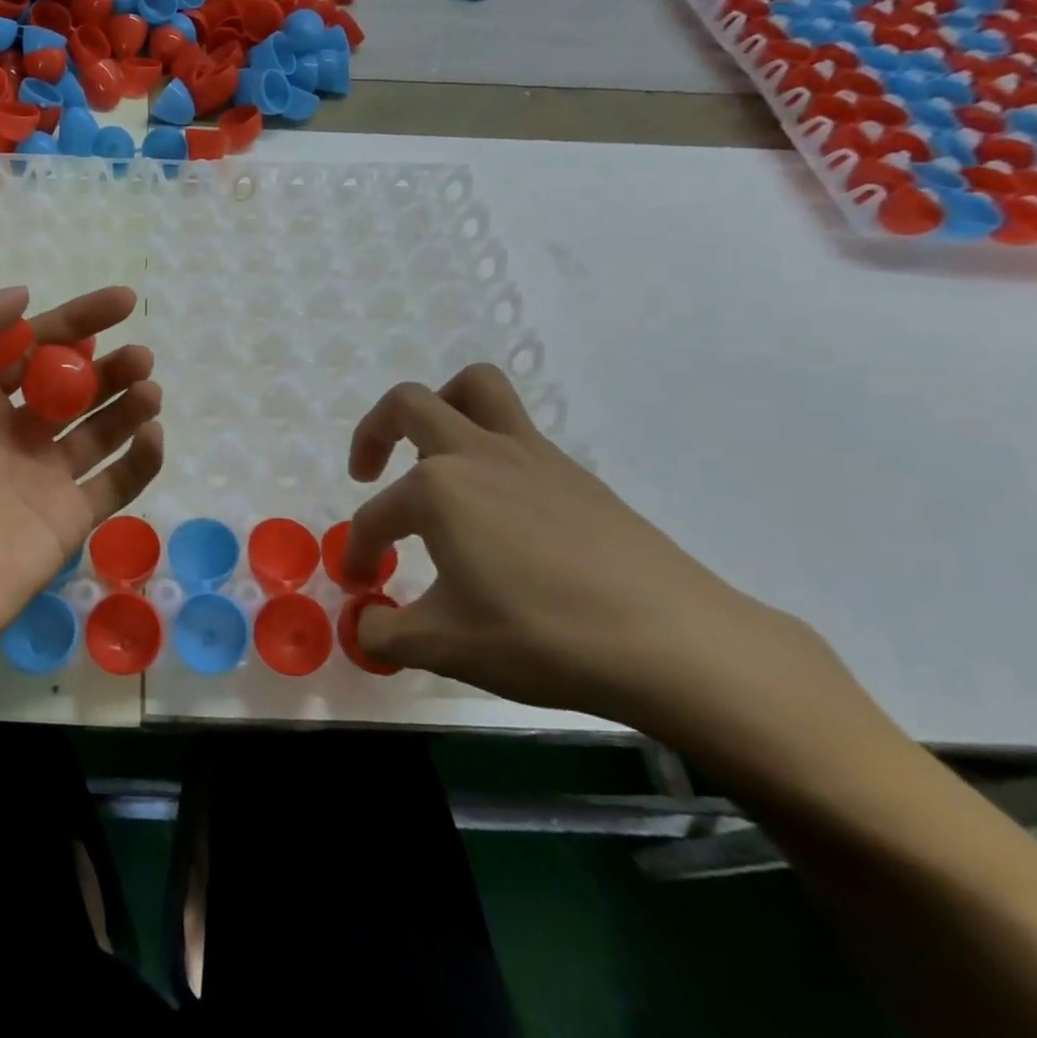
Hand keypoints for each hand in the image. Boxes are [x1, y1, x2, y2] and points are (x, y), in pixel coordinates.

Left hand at [0, 285, 162, 686]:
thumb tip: (21, 295)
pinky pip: (116, 481)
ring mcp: (42, 477)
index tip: (122, 299)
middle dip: (108, 362)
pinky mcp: (68, 519)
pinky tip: (150, 433)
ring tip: (149, 386)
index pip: (31, 345)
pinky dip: (141, 458)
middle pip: (72, 383)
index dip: (75, 319)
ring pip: (99, 427)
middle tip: (140, 353)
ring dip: (128, 401)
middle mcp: (9, 432)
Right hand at [343, 364, 812, 729]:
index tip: (362, 587)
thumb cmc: (544, 638)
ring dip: (440, 408)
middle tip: (367, 472)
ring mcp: (531, 455)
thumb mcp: (447, 647)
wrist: (676, 644)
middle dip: (373, 432)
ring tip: (432, 456)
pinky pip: (517, 431)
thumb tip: (365, 627)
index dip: (360, 551)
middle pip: (409, 405)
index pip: (376, 515)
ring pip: (476, 390)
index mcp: (437, 488)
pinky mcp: (573, 473)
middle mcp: (477, 454)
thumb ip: (388, 634)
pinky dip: (489, 448)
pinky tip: (498, 509)